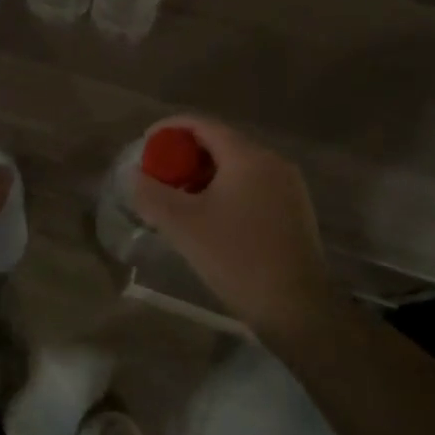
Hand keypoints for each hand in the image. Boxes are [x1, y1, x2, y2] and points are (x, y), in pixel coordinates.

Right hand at [130, 116, 333, 342]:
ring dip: (205, 175)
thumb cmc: (238, 259)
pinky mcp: (295, 209)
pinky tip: (211, 218)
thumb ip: (152, 194)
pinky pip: (253, 185)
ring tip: (181, 200)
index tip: (146, 145)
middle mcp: (272, 161)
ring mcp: (288, 186)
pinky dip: (226, 190)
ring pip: (237, 166)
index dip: (169, 129)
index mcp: (248, 156)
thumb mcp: (184, 226)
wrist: (298, 309)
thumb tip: (136, 175)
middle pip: (220, 143)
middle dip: (185, 155)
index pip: (202, 124)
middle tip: (160, 177)